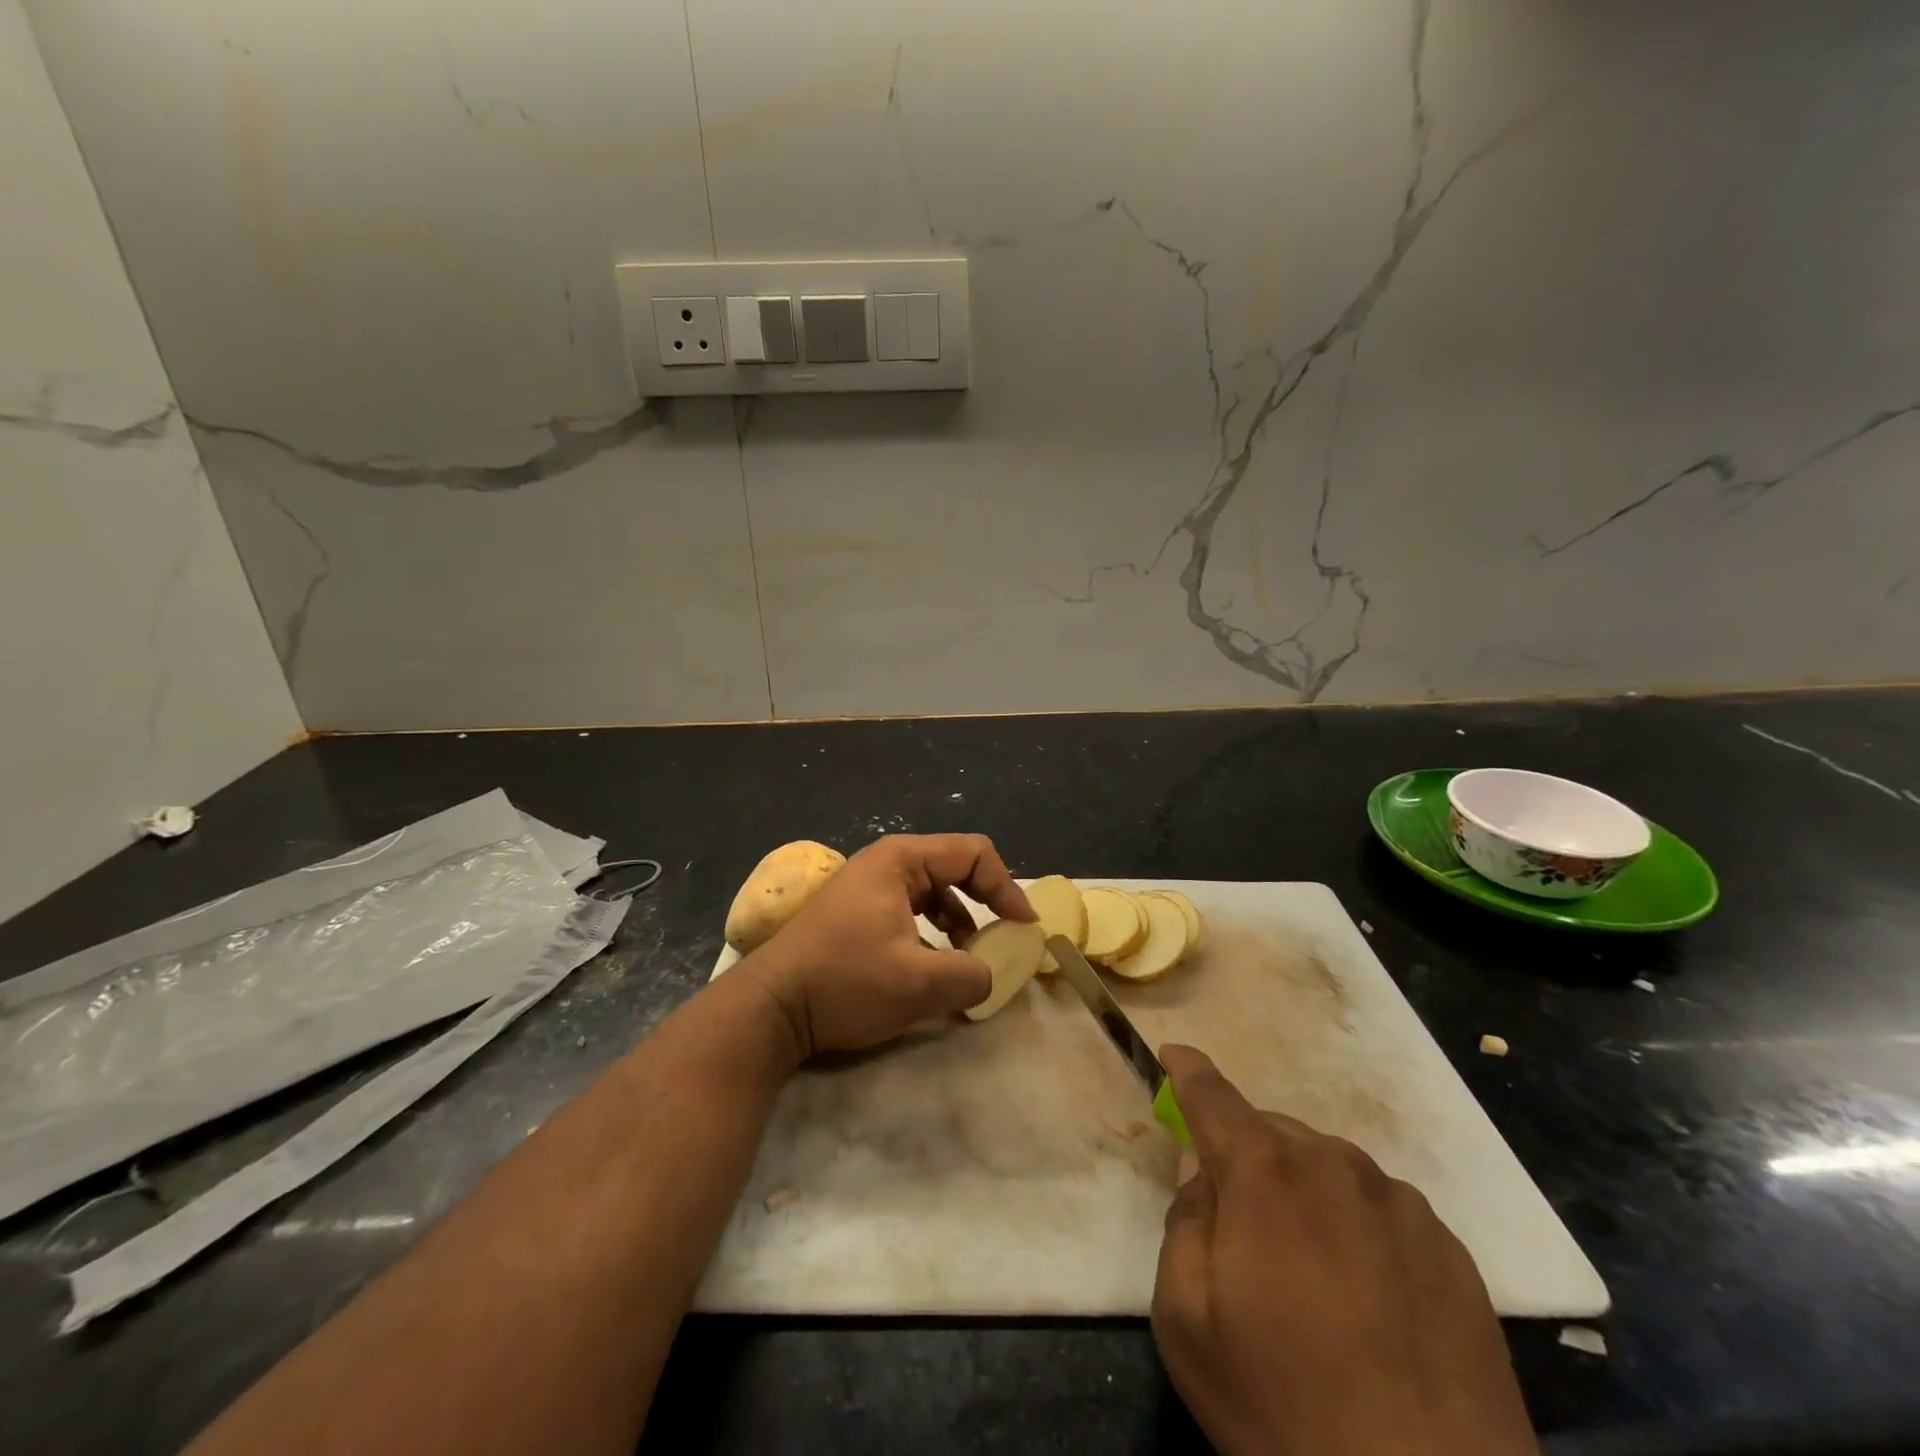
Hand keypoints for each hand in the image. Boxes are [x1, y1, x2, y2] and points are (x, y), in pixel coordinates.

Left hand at [737, 833, 1034, 1057]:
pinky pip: (910, 911)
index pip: (974, 853)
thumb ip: (972, 975)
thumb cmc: (846, 982)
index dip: (1006, 888)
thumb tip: (991, 974)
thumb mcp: (919, 984)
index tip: (1023, 928)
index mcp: (901, 860)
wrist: (772, 1007)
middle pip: (954, 868)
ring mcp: (866, 887)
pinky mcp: (855, 913)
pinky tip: (931, 967)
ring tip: (967, 959)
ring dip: (958, 922)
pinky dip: (932, 933)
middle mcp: (885, 863)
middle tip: (1002, 940)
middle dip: (984, 903)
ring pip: (932, 892)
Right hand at [1151, 1046, 1537, 1455]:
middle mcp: (1336, 1166)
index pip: (1213, 1096)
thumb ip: (1183, 1223)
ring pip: (1329, 1169)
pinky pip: (1380, 1210)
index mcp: (1266, 1172)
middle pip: (1273, 1134)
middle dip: (1245, 1157)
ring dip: (1302, 1192)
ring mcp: (1401, 1205)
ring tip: (1307, 1272)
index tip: (1173, 1054)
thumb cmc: (1284, 1408)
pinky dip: (1355, 1227)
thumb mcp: (1187, 1320)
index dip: (1187, 1071)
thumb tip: (1204, 1172)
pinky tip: (1364, 1299)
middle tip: (1238, 1223)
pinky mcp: (1452, 1252)